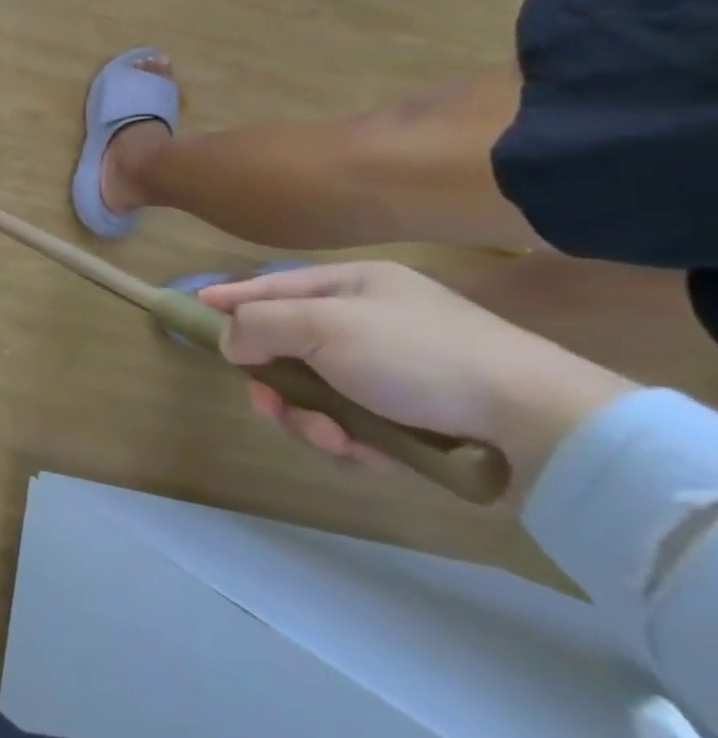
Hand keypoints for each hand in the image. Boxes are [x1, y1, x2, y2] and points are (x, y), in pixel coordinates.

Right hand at [198, 262, 633, 500]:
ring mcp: (397, 375)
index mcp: (356, 286)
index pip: (277, 285)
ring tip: (326, 436)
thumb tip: (228, 339)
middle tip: (265, 400)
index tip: (197, 308)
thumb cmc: (416, 355)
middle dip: (274, 378)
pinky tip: (359, 452)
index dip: (235, 297)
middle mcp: (373, 325)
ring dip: (310, 417)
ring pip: (319, 393)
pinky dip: (348, 441)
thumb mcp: (323, 326)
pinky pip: (355, 426)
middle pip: (292, 346)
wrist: (539, 426)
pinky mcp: (418, 422)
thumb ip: (260, 325)